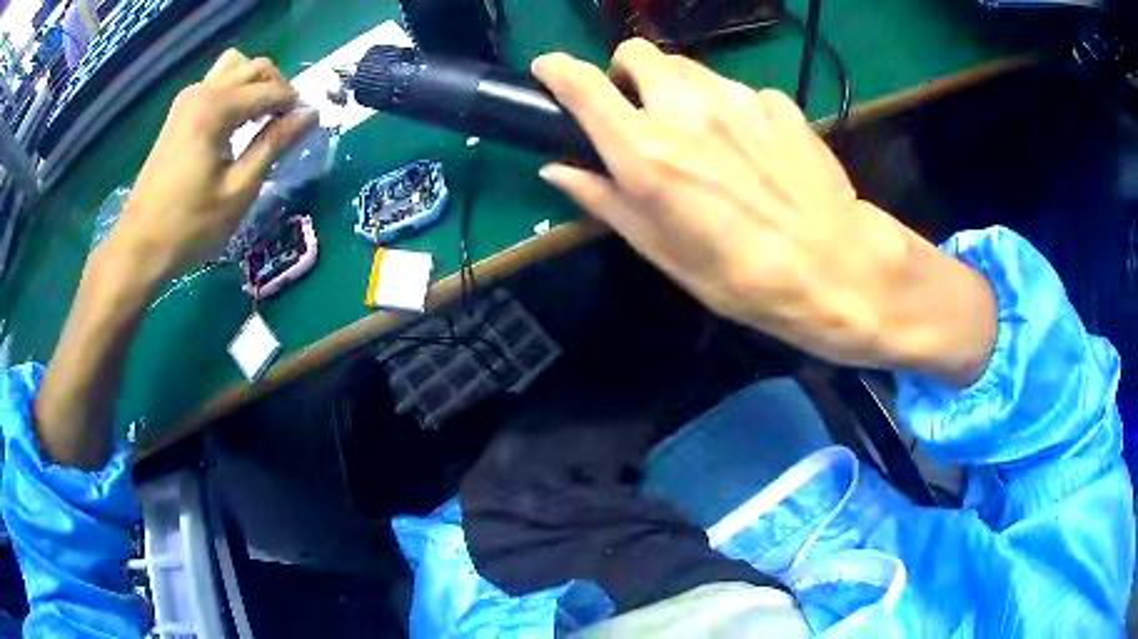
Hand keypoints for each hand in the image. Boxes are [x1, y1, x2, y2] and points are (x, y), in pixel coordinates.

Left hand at [108, 49, 316, 285]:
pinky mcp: (178, 114)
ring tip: (259, 117)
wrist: (140, 246)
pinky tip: (234, 122)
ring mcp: (187, 100)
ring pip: (234, 67)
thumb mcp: (239, 190)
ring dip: (254, 83)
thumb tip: (310, 114)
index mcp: (217, 108)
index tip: (306, 128)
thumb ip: (274, 144)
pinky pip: (215, 83)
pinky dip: (233, 91)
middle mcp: (203, 92)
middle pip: (254, 67)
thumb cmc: (190, 225)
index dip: (294, 106)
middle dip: (278, 88)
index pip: (270, 89)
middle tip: (286, 123)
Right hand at [534, 39, 995, 385]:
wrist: (833, 267)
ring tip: (700, 131)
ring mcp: (738, 98)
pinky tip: (750, 145)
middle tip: (642, 109)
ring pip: (689, 67)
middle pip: (639, 53)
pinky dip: (731, 107)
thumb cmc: (737, 274)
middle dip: (629, 73)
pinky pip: (739, 90)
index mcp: (646, 149)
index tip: (549, 71)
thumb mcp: (659, 248)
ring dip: (678, 87)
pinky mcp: (777, 103)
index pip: (583, 84)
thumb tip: (557, 169)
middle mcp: (686, 108)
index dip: (556, 69)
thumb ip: (602, 198)